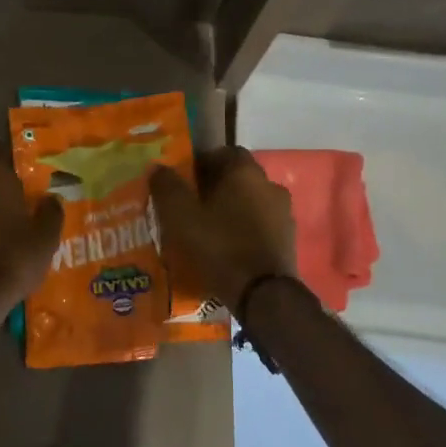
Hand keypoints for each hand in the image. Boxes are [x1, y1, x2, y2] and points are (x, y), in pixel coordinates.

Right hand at [149, 148, 297, 312]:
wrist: (263, 294)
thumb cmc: (219, 247)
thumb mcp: (181, 217)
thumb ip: (167, 187)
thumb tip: (157, 166)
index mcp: (245, 172)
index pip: (224, 152)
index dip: (203, 163)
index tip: (185, 181)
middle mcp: (269, 185)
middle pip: (239, 177)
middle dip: (216, 187)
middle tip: (193, 206)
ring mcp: (284, 213)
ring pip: (251, 202)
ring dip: (233, 209)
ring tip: (210, 230)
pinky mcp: (289, 239)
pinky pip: (262, 225)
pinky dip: (246, 230)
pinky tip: (229, 249)